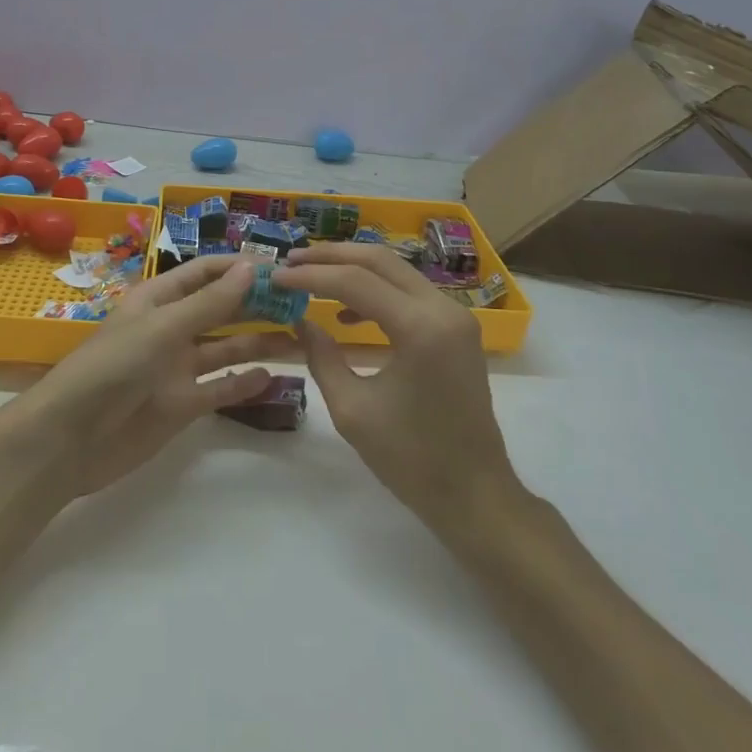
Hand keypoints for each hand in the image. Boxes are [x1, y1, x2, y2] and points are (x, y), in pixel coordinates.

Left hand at [0, 255, 272, 498]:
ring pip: (225, 349)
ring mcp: (176, 368)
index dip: (238, 268)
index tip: (280, 269)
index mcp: (158, 300)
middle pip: (220, 309)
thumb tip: (252, 267)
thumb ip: (210, 303)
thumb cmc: (112, 368)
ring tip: (298, 339)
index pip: (204, 273)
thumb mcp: (163, 327)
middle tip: (300, 303)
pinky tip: (272, 377)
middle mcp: (170, 329)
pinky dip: (243, 383)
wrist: (70, 440)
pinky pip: (219, 389)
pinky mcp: (181, 405)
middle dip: (256, 304)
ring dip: (258, 342)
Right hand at [274, 243, 518, 527]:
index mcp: (421, 328)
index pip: (355, 282)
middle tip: (292, 259)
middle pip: (380, 261)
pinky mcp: (457, 328)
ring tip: (312, 276)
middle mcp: (444, 309)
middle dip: (332, 256)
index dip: (311, 275)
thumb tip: (300, 318)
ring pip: (397, 271)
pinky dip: (376, 290)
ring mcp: (456, 316)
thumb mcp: (351, 409)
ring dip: (353, 268)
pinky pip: (410, 292)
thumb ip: (321, 356)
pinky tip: (348, 311)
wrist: (475, 495)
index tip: (277, 276)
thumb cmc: (411, 460)